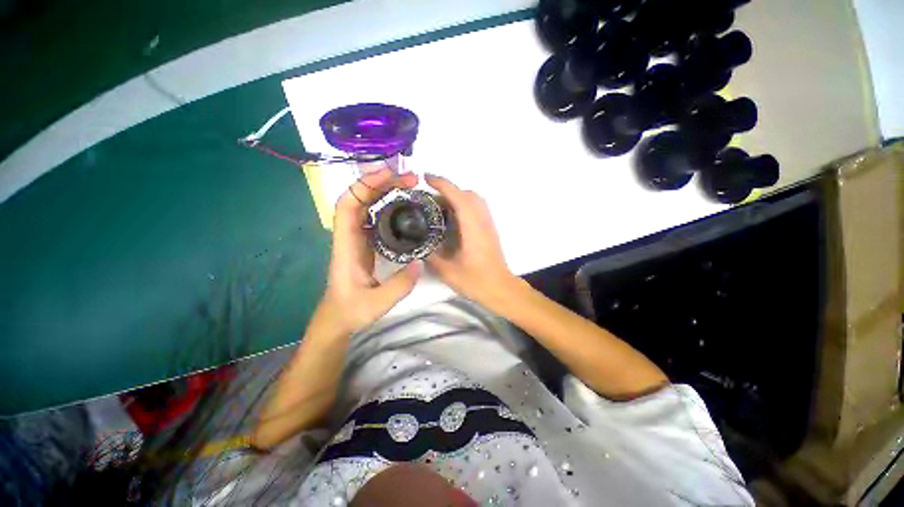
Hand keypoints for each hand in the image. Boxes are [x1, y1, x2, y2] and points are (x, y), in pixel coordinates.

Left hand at [324, 169, 421, 332]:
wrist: (339, 318)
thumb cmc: (352, 310)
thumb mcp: (377, 303)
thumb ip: (400, 285)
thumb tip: (421, 262)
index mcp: (346, 245)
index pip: (348, 206)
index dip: (364, 186)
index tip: (389, 175)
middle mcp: (350, 236)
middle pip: (359, 199)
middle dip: (381, 183)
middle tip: (410, 179)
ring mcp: (359, 239)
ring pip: (367, 205)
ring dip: (385, 191)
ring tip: (410, 186)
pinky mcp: (367, 244)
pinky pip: (375, 217)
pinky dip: (388, 205)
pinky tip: (404, 206)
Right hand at [425, 174, 517, 307]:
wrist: (501, 289)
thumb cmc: (477, 281)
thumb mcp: (448, 271)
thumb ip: (431, 256)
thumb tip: (416, 244)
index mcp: (472, 228)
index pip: (458, 197)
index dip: (442, 184)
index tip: (426, 178)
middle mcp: (482, 221)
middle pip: (468, 194)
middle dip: (448, 189)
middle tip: (429, 198)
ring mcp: (488, 224)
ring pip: (474, 199)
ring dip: (456, 196)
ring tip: (438, 206)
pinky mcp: (489, 229)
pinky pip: (476, 208)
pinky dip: (463, 205)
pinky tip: (451, 219)